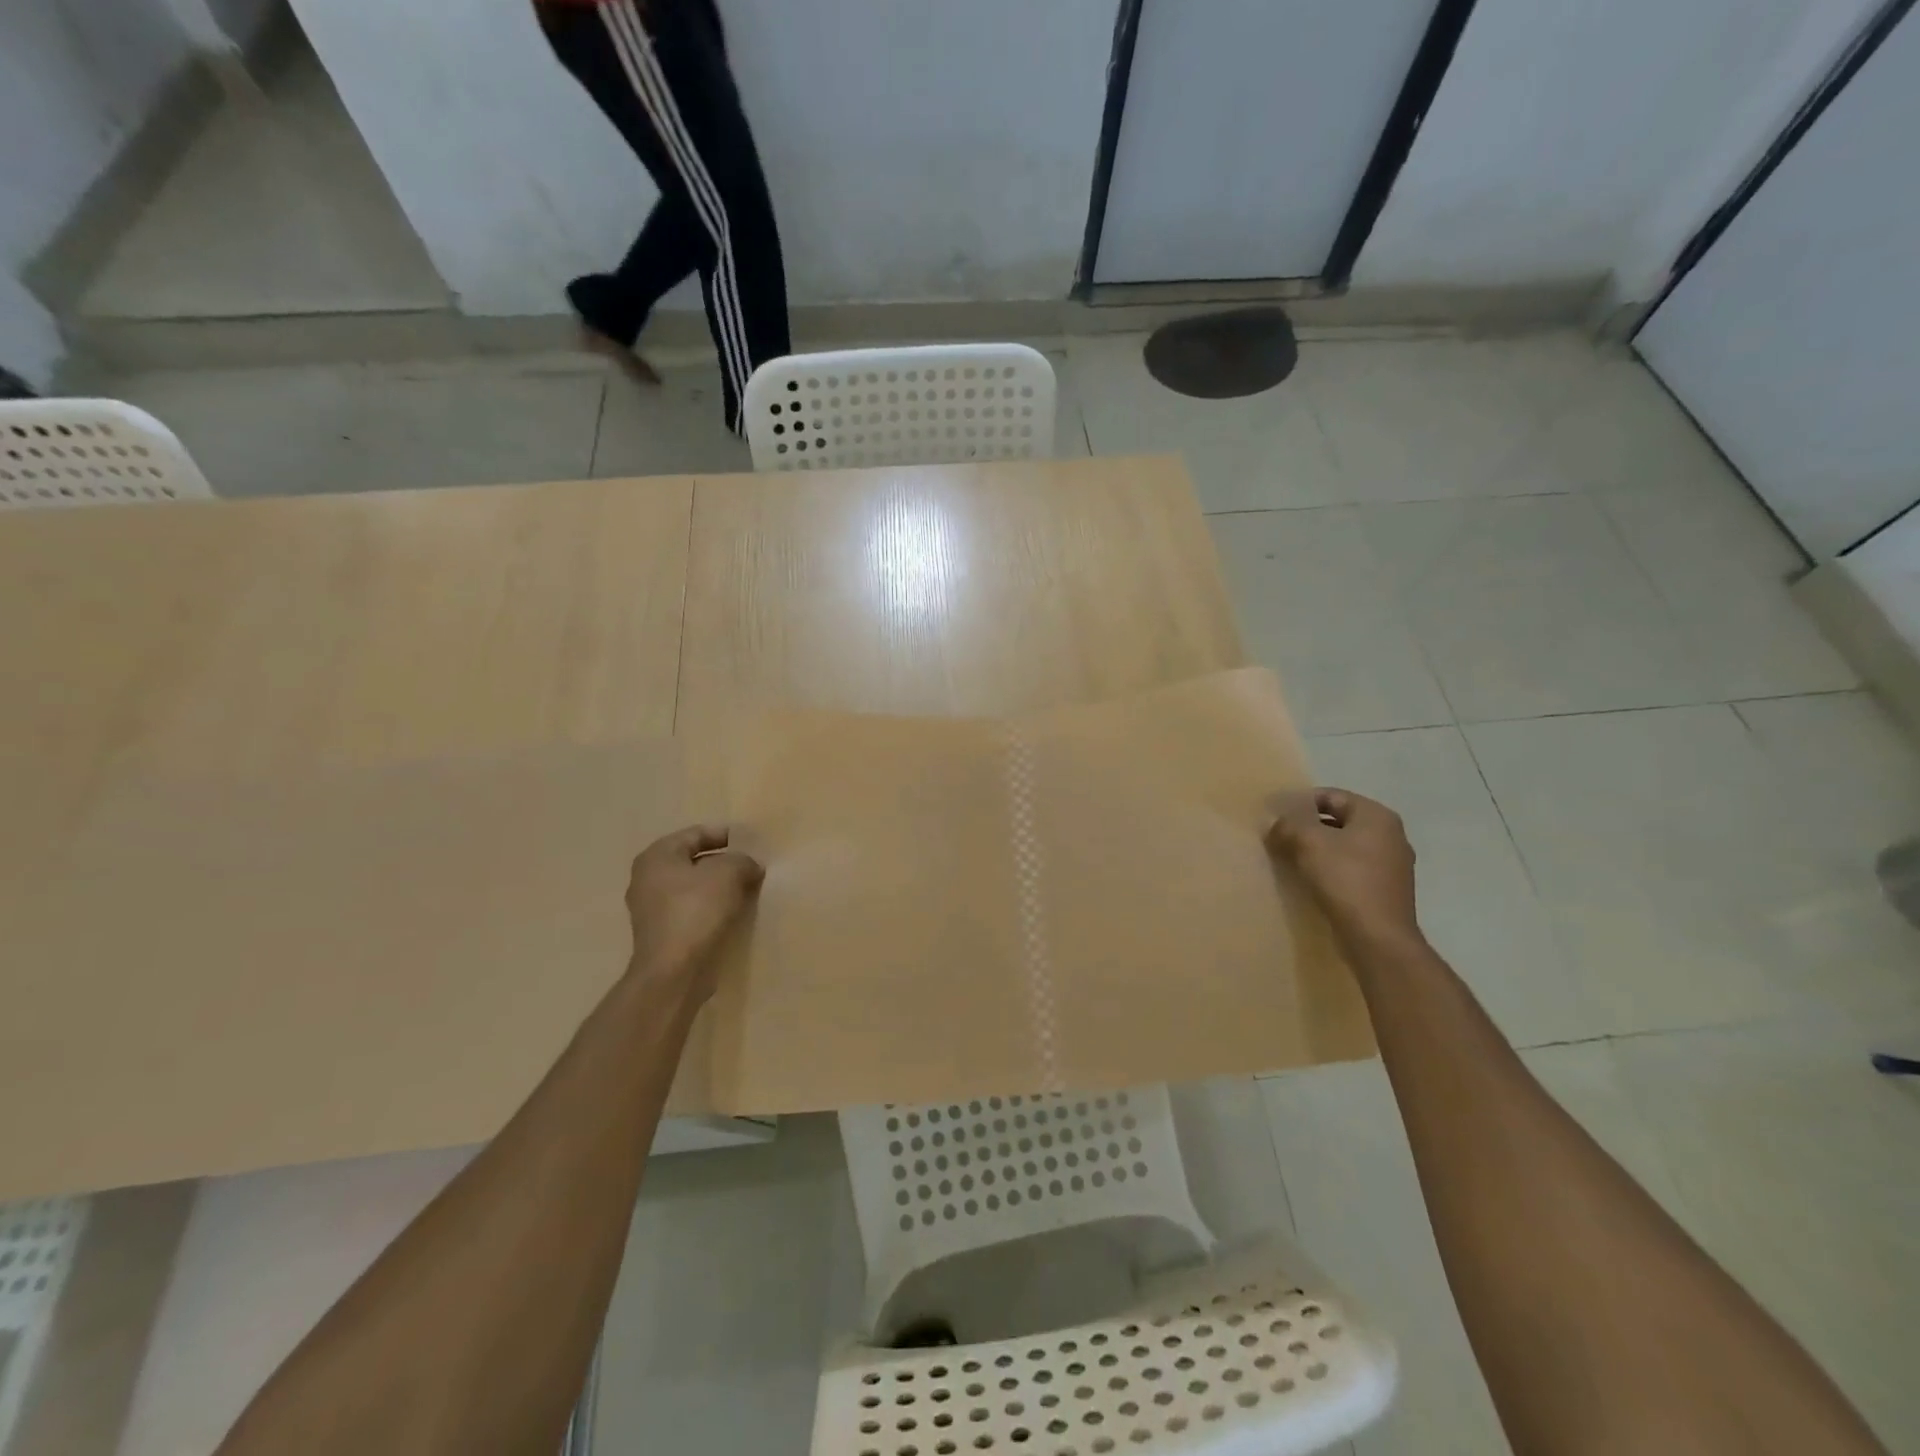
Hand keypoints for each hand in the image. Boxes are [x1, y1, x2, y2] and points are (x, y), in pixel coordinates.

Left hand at [624, 825, 764, 1001]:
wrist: (675, 971)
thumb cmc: (696, 910)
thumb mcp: (729, 873)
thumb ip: (742, 860)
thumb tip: (749, 866)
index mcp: (657, 856)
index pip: (695, 834)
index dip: (725, 835)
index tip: (751, 843)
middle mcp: (647, 879)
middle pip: (694, 861)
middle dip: (724, 863)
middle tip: (753, 867)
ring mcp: (652, 909)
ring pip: (694, 888)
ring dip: (720, 888)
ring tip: (748, 890)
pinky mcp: (663, 934)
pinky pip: (692, 911)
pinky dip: (712, 909)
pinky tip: (734, 914)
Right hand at [1265, 788, 1421, 955]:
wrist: (1378, 937)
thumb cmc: (1345, 880)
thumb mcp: (1308, 842)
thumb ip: (1288, 824)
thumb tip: (1275, 822)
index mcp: (1377, 816)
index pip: (1330, 796)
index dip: (1298, 803)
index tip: (1274, 817)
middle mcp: (1391, 835)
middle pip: (1338, 820)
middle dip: (1306, 827)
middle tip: (1278, 838)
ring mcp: (1392, 864)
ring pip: (1344, 846)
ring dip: (1316, 850)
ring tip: (1289, 860)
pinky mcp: (1386, 890)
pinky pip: (1351, 868)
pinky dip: (1330, 869)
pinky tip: (1311, 881)